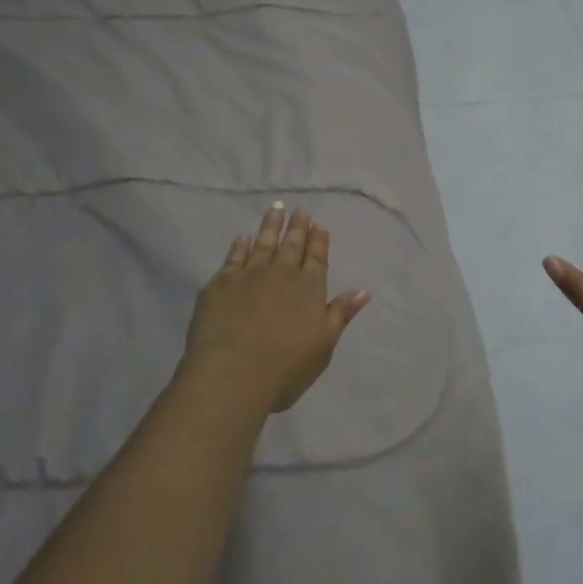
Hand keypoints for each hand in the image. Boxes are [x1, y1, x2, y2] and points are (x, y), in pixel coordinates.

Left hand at [180, 203, 371, 413]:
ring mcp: (249, 275)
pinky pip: (233, 257)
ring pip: (263, 243)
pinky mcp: (220, 283)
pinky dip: (240, 245)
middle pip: (291, 245)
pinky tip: (243, 237)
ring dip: (271, 225)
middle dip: (297, 227)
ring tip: (276, 209)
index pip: (317, 257)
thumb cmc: (285, 367)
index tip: (319, 225)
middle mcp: (281, 274)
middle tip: (300, 210)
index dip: (319, 241)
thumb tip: (362, 291)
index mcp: (309, 288)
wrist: (232, 374)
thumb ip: (340, 314)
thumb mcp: (323, 345)